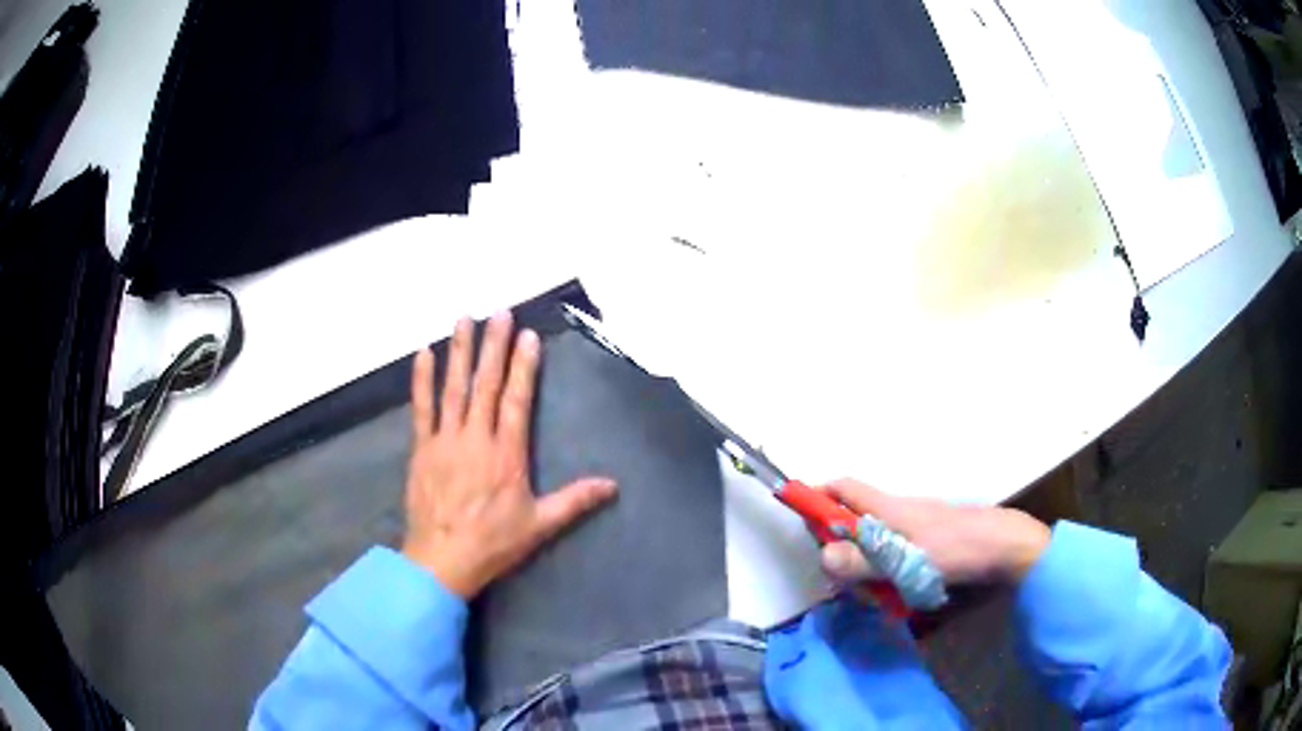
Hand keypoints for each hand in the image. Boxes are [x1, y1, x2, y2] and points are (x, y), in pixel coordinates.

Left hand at [401, 312, 617, 598]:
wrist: (442, 559)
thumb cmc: (493, 542)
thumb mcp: (540, 525)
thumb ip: (574, 501)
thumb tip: (612, 485)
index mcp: (507, 454)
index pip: (517, 400)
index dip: (524, 367)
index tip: (528, 336)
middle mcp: (476, 438)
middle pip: (487, 384)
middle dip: (494, 346)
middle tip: (499, 312)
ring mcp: (445, 440)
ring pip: (454, 388)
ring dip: (460, 352)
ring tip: (464, 319)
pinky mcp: (422, 448)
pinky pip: (421, 408)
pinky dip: (422, 380)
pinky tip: (423, 354)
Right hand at [819, 479, 1049, 586]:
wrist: (1003, 546)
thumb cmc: (955, 548)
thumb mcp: (906, 560)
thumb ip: (864, 561)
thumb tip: (822, 555)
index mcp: (887, 508)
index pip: (843, 488)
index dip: (818, 494)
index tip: (799, 513)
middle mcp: (896, 512)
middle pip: (853, 520)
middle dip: (841, 547)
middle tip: (845, 580)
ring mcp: (913, 527)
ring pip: (873, 542)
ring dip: (866, 567)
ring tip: (878, 595)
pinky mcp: (926, 542)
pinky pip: (893, 553)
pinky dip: (886, 571)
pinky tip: (899, 593)